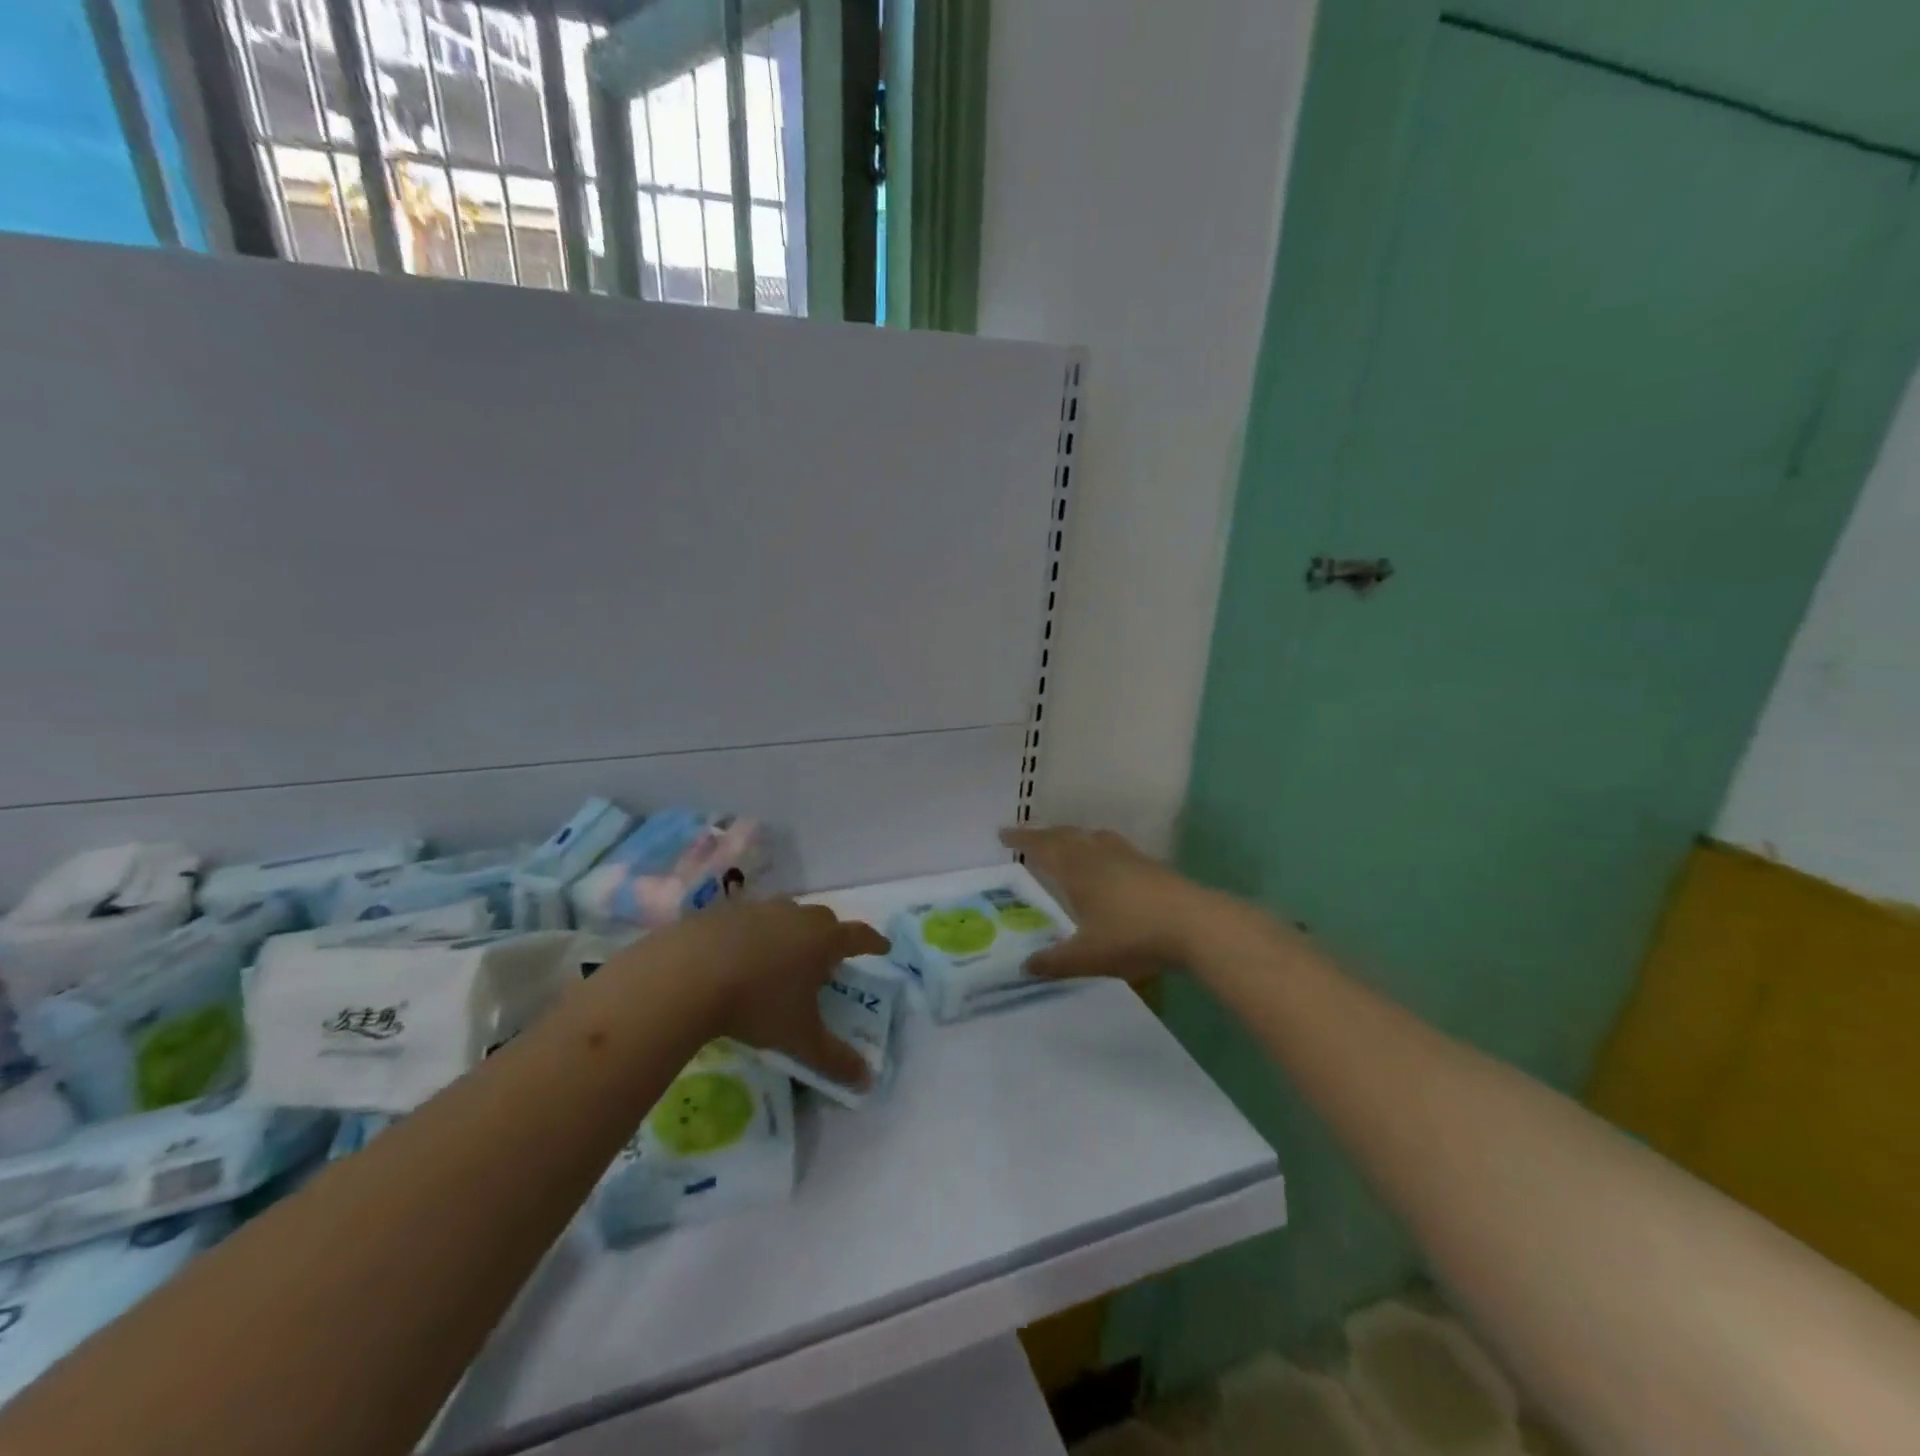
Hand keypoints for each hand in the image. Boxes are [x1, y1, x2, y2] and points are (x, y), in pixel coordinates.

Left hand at [647, 900, 886, 1087]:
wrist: (688, 974)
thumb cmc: (757, 1004)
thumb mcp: (799, 1039)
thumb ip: (835, 1059)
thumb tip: (868, 1081)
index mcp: (823, 940)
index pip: (859, 936)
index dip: (873, 942)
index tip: (882, 947)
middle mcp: (796, 916)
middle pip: (824, 920)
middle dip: (831, 936)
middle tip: (826, 959)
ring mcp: (759, 908)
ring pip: (786, 914)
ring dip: (791, 931)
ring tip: (782, 957)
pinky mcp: (724, 911)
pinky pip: (749, 919)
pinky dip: (753, 933)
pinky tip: (738, 955)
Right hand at [1000, 825, 1212, 981]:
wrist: (1196, 924)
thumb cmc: (1133, 935)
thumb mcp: (1087, 956)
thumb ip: (1054, 962)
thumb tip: (1025, 967)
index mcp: (1076, 868)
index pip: (1041, 846)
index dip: (1021, 839)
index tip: (1003, 832)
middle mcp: (1097, 853)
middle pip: (1065, 835)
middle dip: (1043, 835)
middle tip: (1027, 839)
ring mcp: (1126, 855)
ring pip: (1090, 837)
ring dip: (1072, 837)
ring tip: (1065, 845)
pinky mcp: (1149, 864)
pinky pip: (1112, 846)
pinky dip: (1096, 847)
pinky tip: (1105, 864)